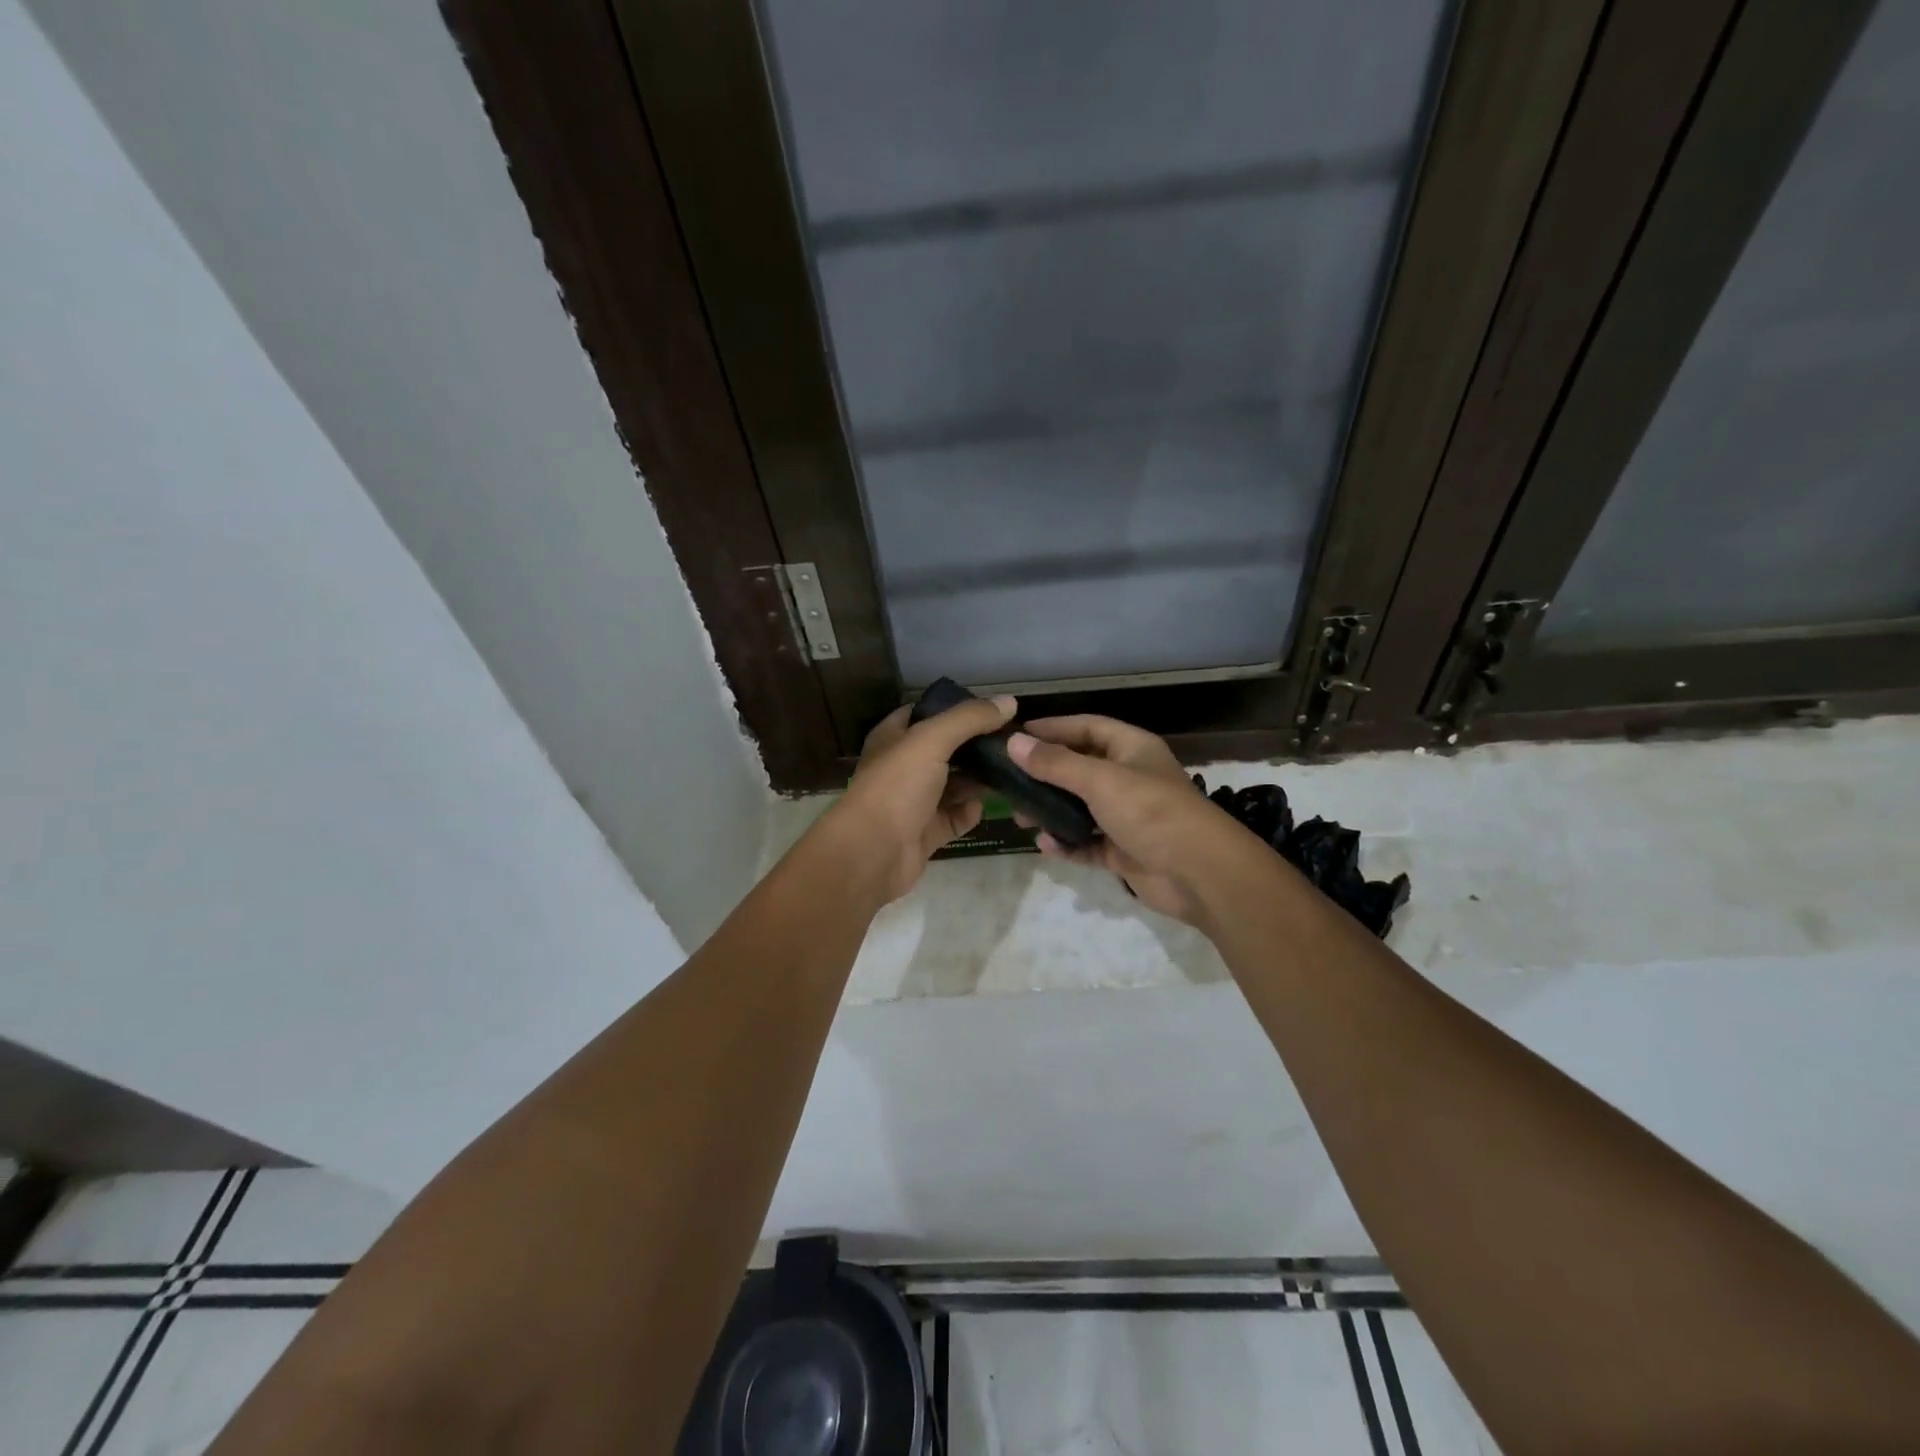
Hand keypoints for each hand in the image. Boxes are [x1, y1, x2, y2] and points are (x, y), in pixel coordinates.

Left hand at [825, 695, 1016, 902]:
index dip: (956, 708)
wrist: (872, 853)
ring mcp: (914, 802)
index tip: (993, 709)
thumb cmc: (896, 787)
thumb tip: (1009, 702)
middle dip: (976, 746)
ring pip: (953, 785)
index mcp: (894, 738)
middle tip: (1013, 741)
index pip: (926, 713)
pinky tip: (986, 806)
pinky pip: (955, 817)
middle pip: (945, 750)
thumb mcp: (931, 740)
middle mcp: (903, 767)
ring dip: (979, 779)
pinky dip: (970, 812)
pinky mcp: (926, 832)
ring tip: (1013, 770)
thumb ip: (969, 719)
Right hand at [1008, 715, 1242, 925]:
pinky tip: (1046, 845)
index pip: (1087, 728)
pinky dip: (1067, 843)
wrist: (1200, 874)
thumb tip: (1014, 743)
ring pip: (1080, 808)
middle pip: (1080, 768)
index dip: (1053, 728)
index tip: (1016, 735)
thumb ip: (1055, 763)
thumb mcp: (1100, 781)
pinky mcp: (1124, 851)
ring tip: (1021, 818)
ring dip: (1052, 812)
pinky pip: (1087, 842)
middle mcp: (1130, 778)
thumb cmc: (1151, 812)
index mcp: (1132, 749)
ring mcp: (1127, 817)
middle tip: (1010, 783)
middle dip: (1046, 775)